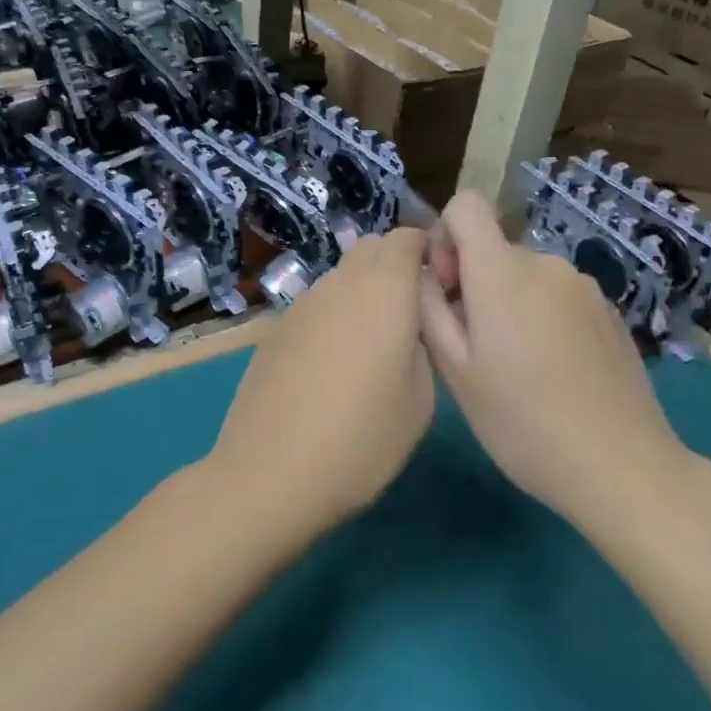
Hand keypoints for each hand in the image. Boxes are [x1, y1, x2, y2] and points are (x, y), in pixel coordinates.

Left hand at [207, 228, 435, 533]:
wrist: (270, 472)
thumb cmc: (361, 440)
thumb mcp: (420, 400)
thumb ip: (423, 343)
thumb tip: (411, 323)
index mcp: (383, 291)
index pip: (406, 237)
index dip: (427, 249)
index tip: (441, 282)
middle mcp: (339, 284)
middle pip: (371, 248)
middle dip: (396, 264)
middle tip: (412, 311)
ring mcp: (301, 304)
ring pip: (341, 276)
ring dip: (363, 289)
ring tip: (373, 341)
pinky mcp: (276, 328)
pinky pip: (317, 303)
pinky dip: (335, 313)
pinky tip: (334, 361)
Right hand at [418, 191, 695, 536]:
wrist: (621, 466)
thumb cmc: (521, 421)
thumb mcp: (455, 371)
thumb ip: (429, 308)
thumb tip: (423, 272)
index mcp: (502, 272)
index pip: (466, 205)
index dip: (444, 236)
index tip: (446, 289)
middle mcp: (545, 263)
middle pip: (493, 248)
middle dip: (473, 282)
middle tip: (474, 347)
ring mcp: (584, 286)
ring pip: (525, 275)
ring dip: (508, 302)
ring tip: (515, 366)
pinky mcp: (609, 311)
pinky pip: (557, 296)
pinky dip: (542, 317)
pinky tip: (553, 372)